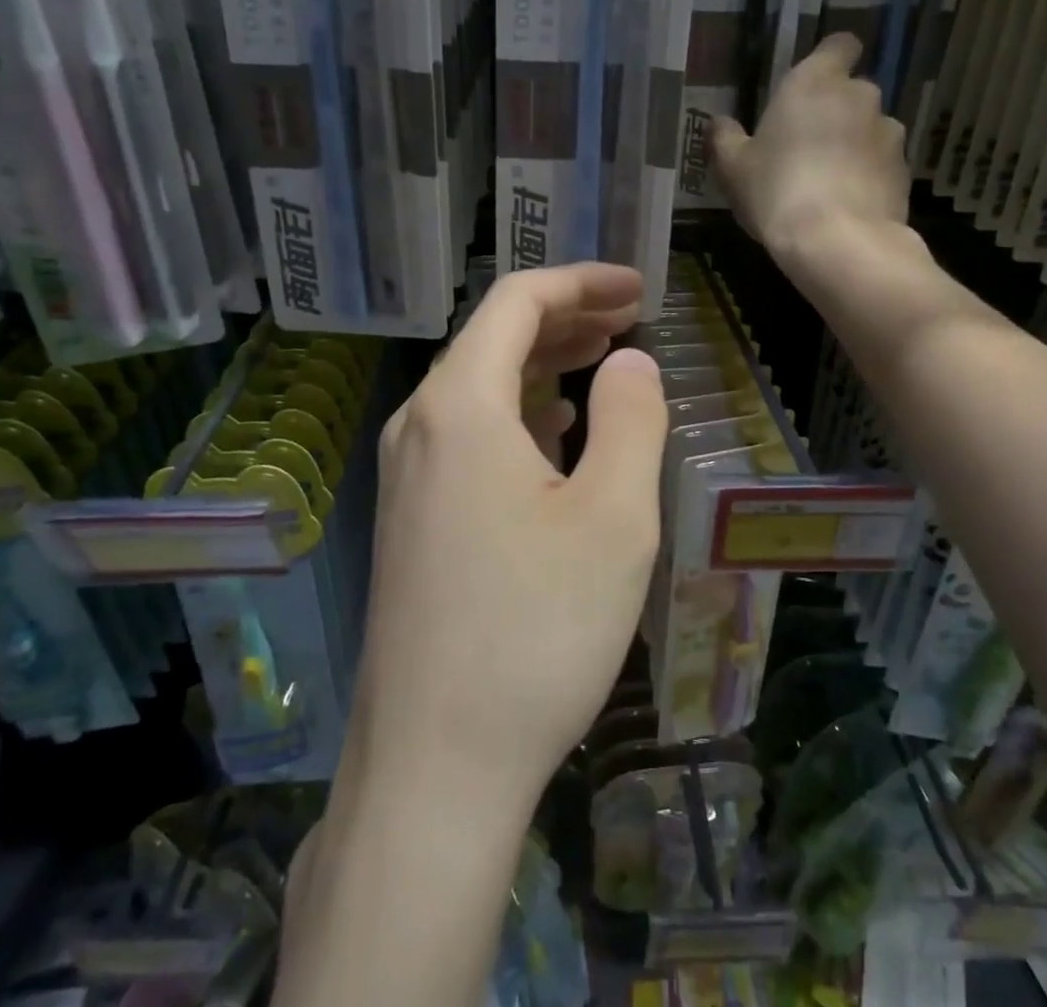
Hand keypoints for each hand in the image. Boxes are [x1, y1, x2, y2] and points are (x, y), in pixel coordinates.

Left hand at [353, 264, 667, 804]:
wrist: (434, 766)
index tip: (639, 288)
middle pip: (493, 337)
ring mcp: (406, 474)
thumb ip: (630, 418)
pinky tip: (554, 429)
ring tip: (602, 358)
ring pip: (479, 386)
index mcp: (459, 404)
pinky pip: (467, 433)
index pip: (516, 301)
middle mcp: (419, 424)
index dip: (581, 281)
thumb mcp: (612, 517)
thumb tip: (629, 360)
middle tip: (631, 316)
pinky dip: (517, 410)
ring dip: (542, 362)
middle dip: (566, 316)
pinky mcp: (410, 517)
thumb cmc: (535, 632)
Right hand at [710, 31, 912, 260]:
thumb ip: (724, 138)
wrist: (837, 241)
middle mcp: (860, 96)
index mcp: (815, 82)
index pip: (840, 45)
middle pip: (852, 92)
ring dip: (854, 145)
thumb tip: (719, 122)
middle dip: (835, 112)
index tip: (812, 86)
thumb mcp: (733, 168)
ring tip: (829, 182)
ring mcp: (889, 133)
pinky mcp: (905, 171)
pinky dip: (869, 176)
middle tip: (806, 146)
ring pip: (870, 129)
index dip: (830, 60)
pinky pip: (882, 164)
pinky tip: (847, 205)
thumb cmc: (776, 191)